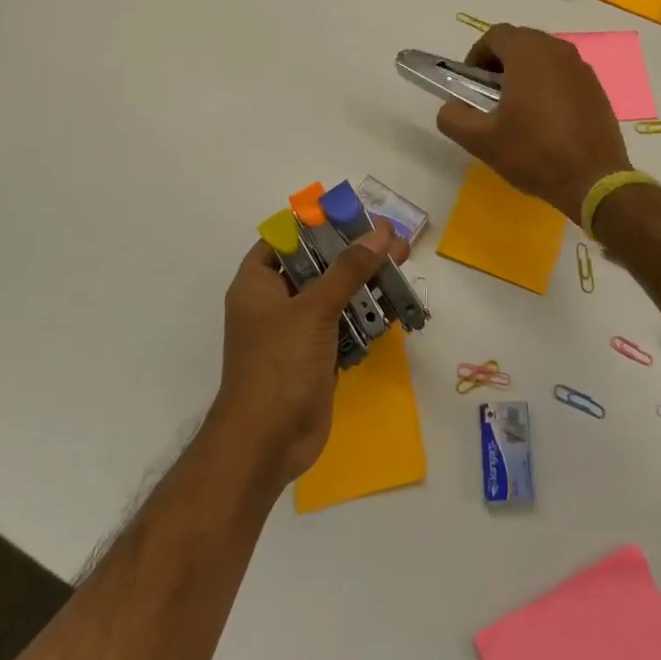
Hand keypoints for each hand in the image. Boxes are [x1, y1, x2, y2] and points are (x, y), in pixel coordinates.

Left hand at [209, 224, 407, 487]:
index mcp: (258, 284)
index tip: (354, 215)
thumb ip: (349, 269)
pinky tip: (396, 303)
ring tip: (403, 263)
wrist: (267, 445)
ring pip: (335, 294)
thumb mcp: (314, 309)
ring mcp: (296, 331)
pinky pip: (345, 323)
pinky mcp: (317, 355)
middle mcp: (275, 302)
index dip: (317, 224)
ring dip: (367, 281)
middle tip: (393, 240)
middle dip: (354, 251)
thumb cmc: (279, 366)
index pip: (284, 239)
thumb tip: (382, 232)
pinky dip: (367, 313)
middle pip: (317, 264)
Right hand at [435, 24, 631, 221]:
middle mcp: (557, 50)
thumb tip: (449, 109)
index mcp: (527, 53)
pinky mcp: (596, 87)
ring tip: (517, 107)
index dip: (477, 55)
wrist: (593, 179)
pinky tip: (546, 118)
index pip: (495, 35)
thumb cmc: (534, 152)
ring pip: (544, 56)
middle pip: (521, 41)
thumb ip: (454, 118)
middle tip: (489, 95)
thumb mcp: (482, 141)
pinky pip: (564, 73)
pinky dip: (549, 84)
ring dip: (525, 72)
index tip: (471, 83)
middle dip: (501, 62)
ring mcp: (581, 67)